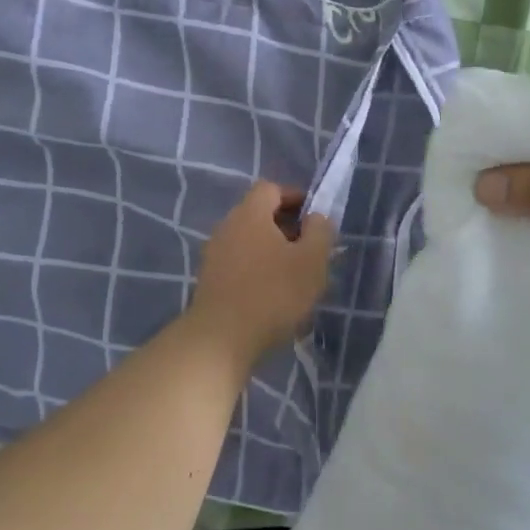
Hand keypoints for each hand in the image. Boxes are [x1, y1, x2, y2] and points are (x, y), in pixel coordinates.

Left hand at [185, 181, 335, 363]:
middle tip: (310, 250)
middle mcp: (227, 227)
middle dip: (286, 227)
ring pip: (249, 241)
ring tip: (295, 276)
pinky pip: (239, 263)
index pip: (271, 189)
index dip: (295, 197)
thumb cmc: (273, 293)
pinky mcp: (209, 281)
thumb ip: (320, 231)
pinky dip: (257, 270)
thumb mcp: (312, 260)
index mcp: (250, 214)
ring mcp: (214, 255)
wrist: (220, 340)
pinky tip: (273, 295)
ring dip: (272, 251)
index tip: (315, 219)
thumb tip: (316, 217)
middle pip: (258, 214)